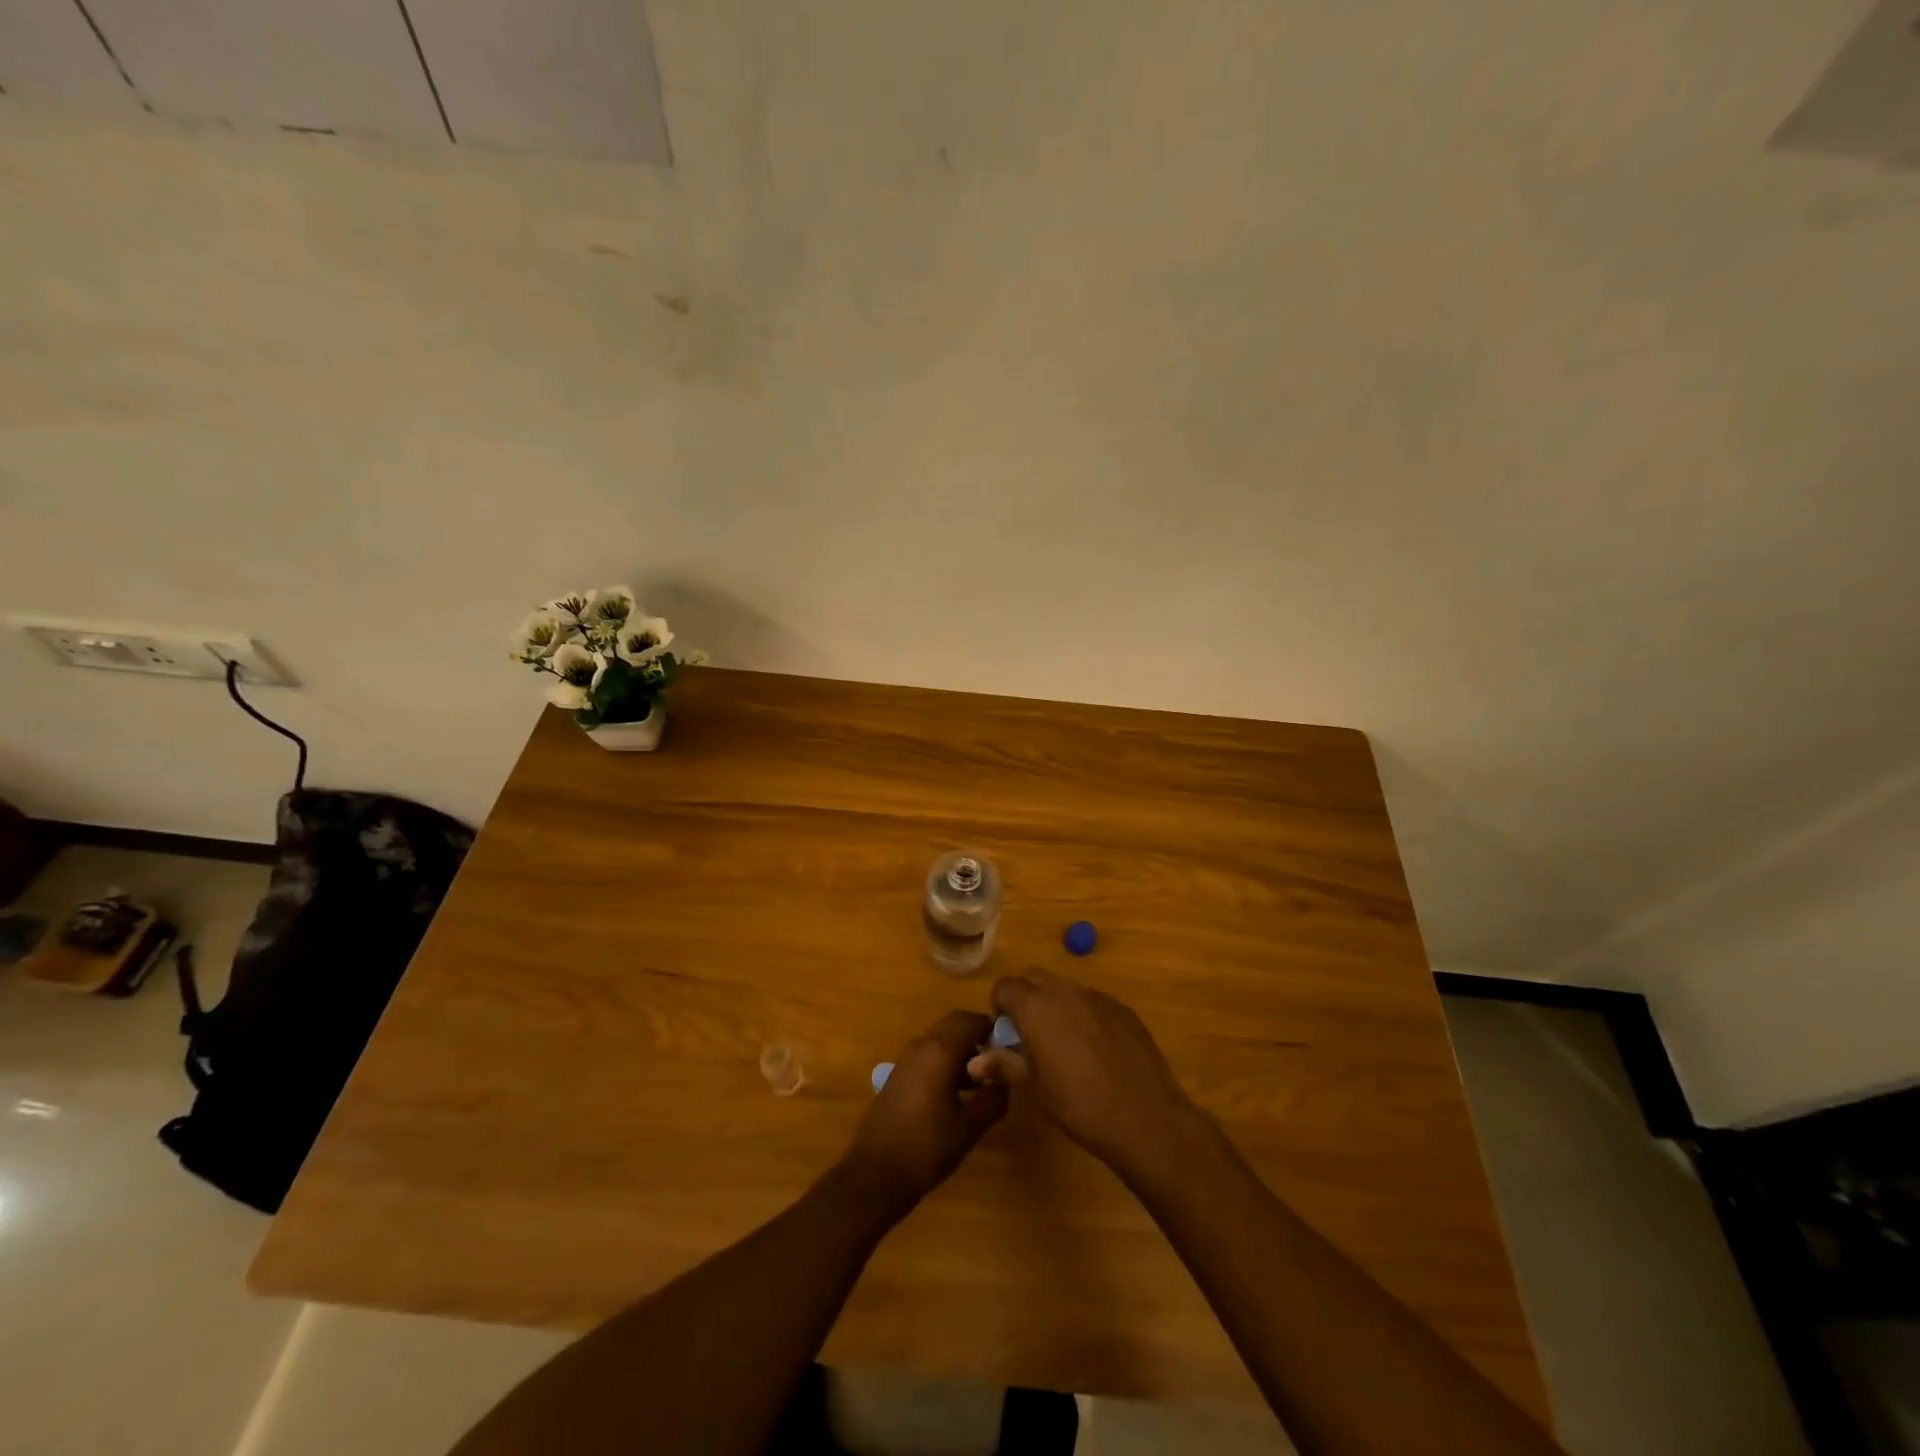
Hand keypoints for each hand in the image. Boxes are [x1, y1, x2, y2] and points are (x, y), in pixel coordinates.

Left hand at [840, 1010, 1007, 1214]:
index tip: (1011, 1045)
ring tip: (982, 1080)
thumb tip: (1006, 1080)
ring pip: (940, 1039)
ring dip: (961, 1049)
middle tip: (999, 1060)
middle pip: (954, 1024)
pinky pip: (927, 1055)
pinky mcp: (898, 1076)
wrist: (876, 1173)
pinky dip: (945, 1061)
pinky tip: (957, 1092)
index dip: (994, 1027)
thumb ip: (993, 1098)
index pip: (972, 1020)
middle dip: (977, 1035)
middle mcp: (921, 1045)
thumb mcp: (969, 1127)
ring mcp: (906, 1060)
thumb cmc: (927, 1147)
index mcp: (940, 1050)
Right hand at [978, 971, 1201, 1179]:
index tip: (1005, 1034)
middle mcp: (1065, 991)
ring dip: (1055, 1006)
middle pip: (1034, 978)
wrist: (1143, 1116)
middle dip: (1025, 998)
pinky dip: (1084, 1016)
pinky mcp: (1122, 1009)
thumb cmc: (1078, 1104)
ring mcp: (1097, 997)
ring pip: (1065, 989)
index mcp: (1036, 1007)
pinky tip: (1096, 1052)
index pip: (1005, 986)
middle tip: (1029, 1035)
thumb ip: (1004, 1064)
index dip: (999, 1006)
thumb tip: (975, 1060)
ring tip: (1063, 1045)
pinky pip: (1093, 1002)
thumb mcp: (1034, 1088)